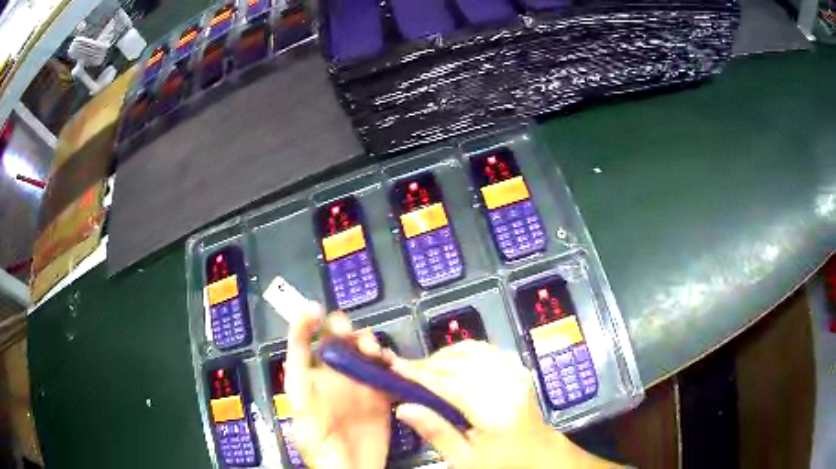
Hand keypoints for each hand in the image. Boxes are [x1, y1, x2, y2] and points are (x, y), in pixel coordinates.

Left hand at [284, 305, 391, 468]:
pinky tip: (392, 364)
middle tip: (350, 332)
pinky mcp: (380, 398)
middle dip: (342, 331)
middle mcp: (332, 383)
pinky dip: (390, 364)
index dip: (303, 326)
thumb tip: (304, 371)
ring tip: (373, 351)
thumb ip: (305, 404)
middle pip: (335, 345)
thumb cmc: (325, 457)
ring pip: (362, 355)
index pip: (300, 349)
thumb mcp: (307, 432)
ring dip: (368, 345)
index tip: (313, 310)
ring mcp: (358, 389)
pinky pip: (386, 373)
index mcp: (308, 387)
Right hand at [389, 340, 615, 468]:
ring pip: (474, 350)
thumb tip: (404, 407)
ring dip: (446, 354)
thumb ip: (436, 432)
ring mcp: (517, 375)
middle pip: (461, 361)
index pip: (450, 382)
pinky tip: (452, 362)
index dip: (419, 373)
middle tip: (406, 370)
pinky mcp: (519, 372)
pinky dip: (465, 351)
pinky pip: (489, 350)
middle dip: (429, 362)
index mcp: (494, 412)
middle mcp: (508, 386)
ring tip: (426, 368)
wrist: (542, 457)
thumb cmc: (503, 464)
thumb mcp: (465, 460)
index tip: (395, 368)